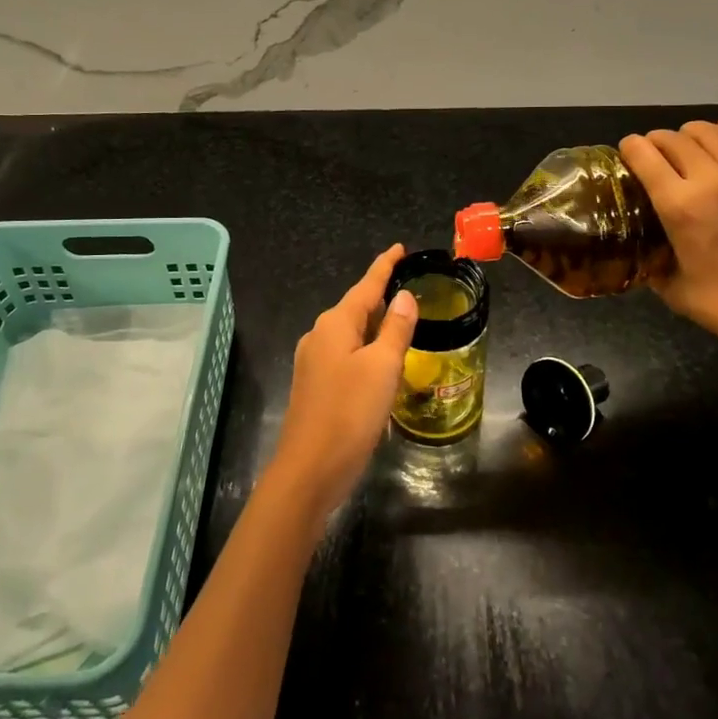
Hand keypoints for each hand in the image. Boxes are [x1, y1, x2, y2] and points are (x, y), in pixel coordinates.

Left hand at [265, 244, 418, 523]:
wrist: (309, 470)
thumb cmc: (350, 413)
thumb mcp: (383, 368)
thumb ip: (395, 329)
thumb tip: (404, 297)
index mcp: (335, 324)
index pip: (366, 285)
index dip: (384, 266)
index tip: (399, 248)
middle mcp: (319, 336)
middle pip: (355, 306)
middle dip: (380, 295)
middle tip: (408, 285)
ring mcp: (313, 362)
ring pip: (350, 332)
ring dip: (373, 324)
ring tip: (399, 319)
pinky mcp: (315, 385)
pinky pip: (345, 353)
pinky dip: (365, 348)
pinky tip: (378, 360)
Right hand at [620, 119, 717, 357]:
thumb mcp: (672, 288)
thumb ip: (653, 259)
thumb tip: (643, 246)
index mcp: (680, 207)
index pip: (644, 156)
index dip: (630, 148)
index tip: (629, 152)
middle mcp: (713, 180)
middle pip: (675, 139)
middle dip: (659, 141)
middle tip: (658, 153)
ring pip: (713, 132)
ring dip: (693, 133)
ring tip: (691, 143)